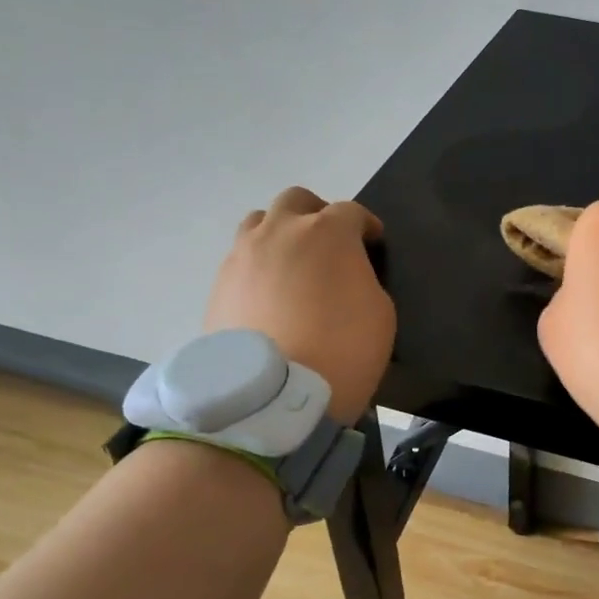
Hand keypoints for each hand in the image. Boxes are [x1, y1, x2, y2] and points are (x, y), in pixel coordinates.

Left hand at [204, 187, 394, 426]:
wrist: (273, 397)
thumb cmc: (342, 350)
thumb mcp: (380, 312)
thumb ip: (363, 279)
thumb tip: (346, 275)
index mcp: (328, 233)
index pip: (352, 212)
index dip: (366, 226)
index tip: (373, 244)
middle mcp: (281, 232)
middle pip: (297, 201)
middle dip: (317, 214)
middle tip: (330, 244)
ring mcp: (243, 255)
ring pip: (259, 222)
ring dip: (280, 233)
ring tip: (291, 264)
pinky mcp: (218, 285)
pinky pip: (240, 258)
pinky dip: (258, 266)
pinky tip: (269, 295)